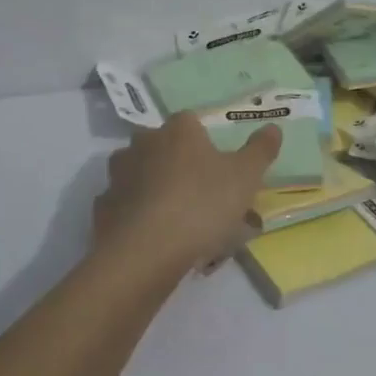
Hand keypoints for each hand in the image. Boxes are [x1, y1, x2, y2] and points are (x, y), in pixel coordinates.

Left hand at [94, 114, 280, 273]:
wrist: (145, 252)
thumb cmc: (201, 204)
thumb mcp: (245, 177)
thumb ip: (260, 150)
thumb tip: (273, 126)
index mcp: (178, 130)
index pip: (192, 122)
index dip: (207, 143)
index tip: (220, 167)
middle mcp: (143, 143)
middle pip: (164, 147)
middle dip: (180, 165)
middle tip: (202, 196)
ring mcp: (118, 175)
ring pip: (141, 175)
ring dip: (155, 189)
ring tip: (178, 222)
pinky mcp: (102, 207)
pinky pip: (125, 206)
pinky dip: (137, 216)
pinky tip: (154, 237)